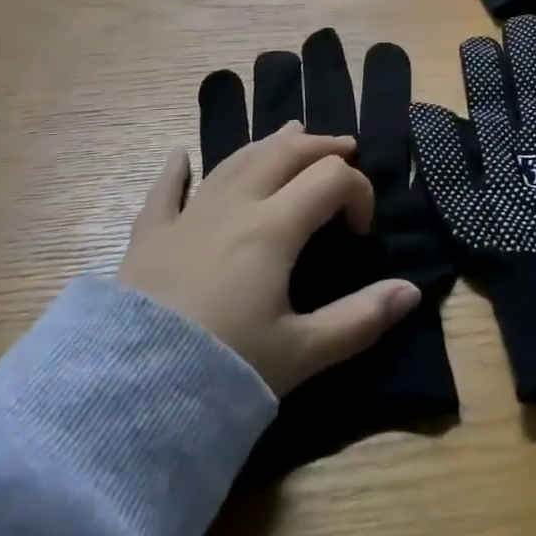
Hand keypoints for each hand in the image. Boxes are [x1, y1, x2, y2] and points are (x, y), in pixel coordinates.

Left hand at [117, 125, 420, 394]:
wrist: (122, 402)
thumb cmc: (221, 373)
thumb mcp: (301, 354)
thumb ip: (361, 319)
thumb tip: (412, 291)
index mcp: (273, 227)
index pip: (331, 178)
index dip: (358, 192)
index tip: (360, 232)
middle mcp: (233, 206)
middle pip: (285, 153)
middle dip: (320, 147)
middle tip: (344, 150)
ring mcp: (187, 217)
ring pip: (234, 161)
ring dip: (268, 145)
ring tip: (291, 133)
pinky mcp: (148, 238)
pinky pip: (164, 192)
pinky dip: (177, 170)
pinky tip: (180, 156)